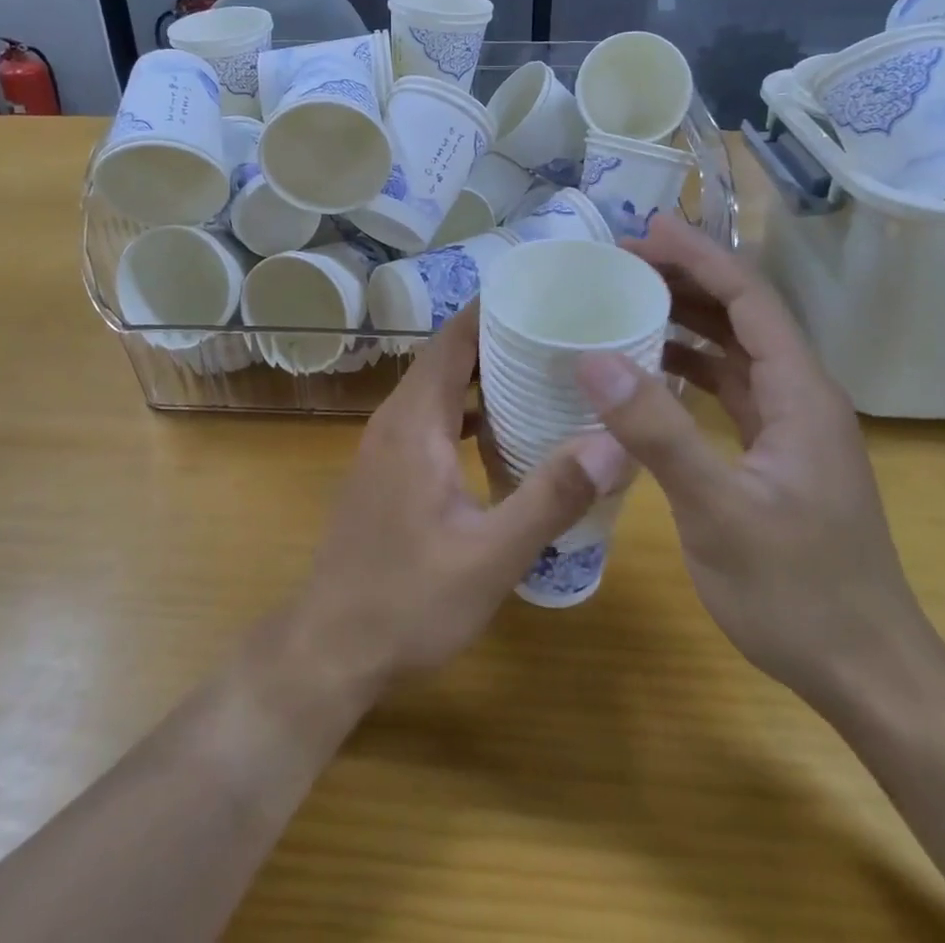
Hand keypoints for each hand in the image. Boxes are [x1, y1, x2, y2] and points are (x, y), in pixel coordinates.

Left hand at [289, 308, 630, 703]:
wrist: (330, 650)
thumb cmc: (406, 601)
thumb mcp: (490, 556)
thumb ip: (551, 497)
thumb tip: (615, 443)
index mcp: (415, 421)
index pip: (455, 339)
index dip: (495, 309)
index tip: (545, 294)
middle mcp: (396, 419)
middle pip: (449, 357)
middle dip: (501, 337)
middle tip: (562, 331)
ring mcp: (387, 445)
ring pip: (440, 388)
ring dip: (486, 375)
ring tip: (545, 370)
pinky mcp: (389, 470)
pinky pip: (433, 418)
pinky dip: (469, 410)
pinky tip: (507, 431)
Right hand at [569, 214, 937, 709]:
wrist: (867, 672)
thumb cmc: (797, 590)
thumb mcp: (718, 510)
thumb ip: (657, 432)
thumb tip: (592, 359)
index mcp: (800, 392)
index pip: (750, 298)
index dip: (700, 257)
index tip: (646, 231)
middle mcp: (802, 396)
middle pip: (744, 314)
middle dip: (688, 279)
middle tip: (622, 262)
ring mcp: (792, 426)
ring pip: (737, 350)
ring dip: (688, 320)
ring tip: (629, 301)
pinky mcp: (778, 454)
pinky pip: (732, 388)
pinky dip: (691, 368)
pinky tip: (652, 372)